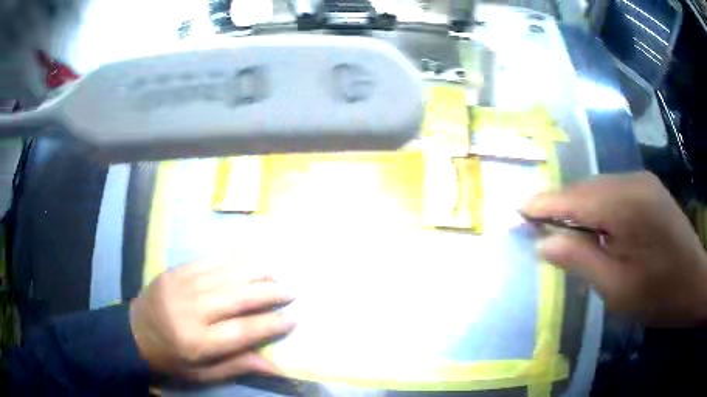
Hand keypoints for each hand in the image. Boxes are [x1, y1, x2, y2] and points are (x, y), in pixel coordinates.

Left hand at [129, 259, 295, 380]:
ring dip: (254, 272)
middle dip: (268, 293)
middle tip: (290, 291)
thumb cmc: (171, 360)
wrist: (133, 333)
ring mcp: (180, 285)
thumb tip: (276, 365)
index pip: (243, 331)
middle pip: (237, 297)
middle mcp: (190, 310)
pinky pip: (208, 261)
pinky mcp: (174, 271)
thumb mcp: (203, 374)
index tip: (294, 318)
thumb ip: (238, 365)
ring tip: (275, 274)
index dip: (272, 324)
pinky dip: (232, 260)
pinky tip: (248, 260)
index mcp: (197, 342)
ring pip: (225, 274)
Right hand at [522, 172, 706, 325]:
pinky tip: (595, 226)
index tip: (517, 211)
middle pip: (585, 188)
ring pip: (598, 188)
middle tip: (536, 225)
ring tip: (563, 229)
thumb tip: (542, 243)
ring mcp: (643, 182)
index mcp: (625, 206)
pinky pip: (614, 191)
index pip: (573, 198)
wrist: (693, 282)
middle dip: (559, 205)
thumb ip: (579, 261)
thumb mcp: (616, 288)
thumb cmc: (657, 294)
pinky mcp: (649, 189)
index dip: (543, 204)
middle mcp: (633, 182)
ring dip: (579, 207)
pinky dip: (597, 207)